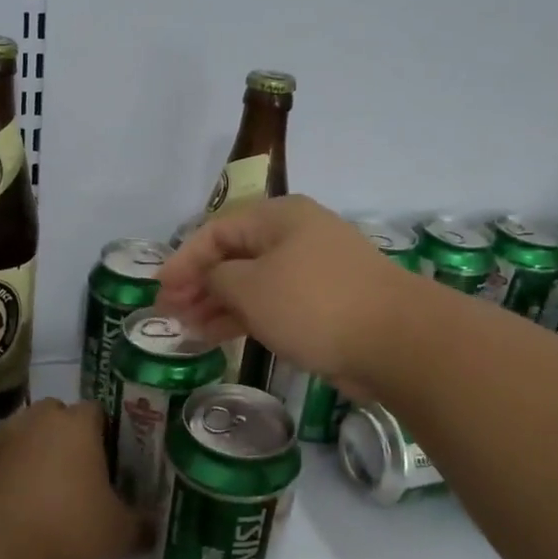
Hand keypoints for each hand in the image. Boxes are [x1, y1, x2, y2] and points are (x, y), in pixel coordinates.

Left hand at [0, 398, 138, 558]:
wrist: (1, 555)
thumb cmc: (71, 528)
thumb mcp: (119, 531)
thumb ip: (141, 523)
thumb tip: (155, 527)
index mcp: (77, 422)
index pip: (97, 411)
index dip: (108, 433)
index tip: (115, 460)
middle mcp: (39, 420)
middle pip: (58, 415)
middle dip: (70, 436)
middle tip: (86, 471)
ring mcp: (5, 441)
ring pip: (29, 435)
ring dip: (40, 452)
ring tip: (55, 489)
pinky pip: (8, 460)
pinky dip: (18, 474)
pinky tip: (29, 506)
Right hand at [156, 195, 408, 399]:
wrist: (397, 340)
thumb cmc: (314, 303)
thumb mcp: (251, 287)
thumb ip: (218, 278)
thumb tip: (213, 280)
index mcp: (278, 217)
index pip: (216, 231)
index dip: (183, 260)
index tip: (160, 290)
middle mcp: (296, 236)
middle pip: (234, 256)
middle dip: (198, 284)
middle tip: (169, 313)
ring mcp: (314, 270)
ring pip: (253, 282)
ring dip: (218, 304)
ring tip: (187, 330)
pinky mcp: (326, 303)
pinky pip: (274, 303)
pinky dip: (246, 317)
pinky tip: (219, 336)